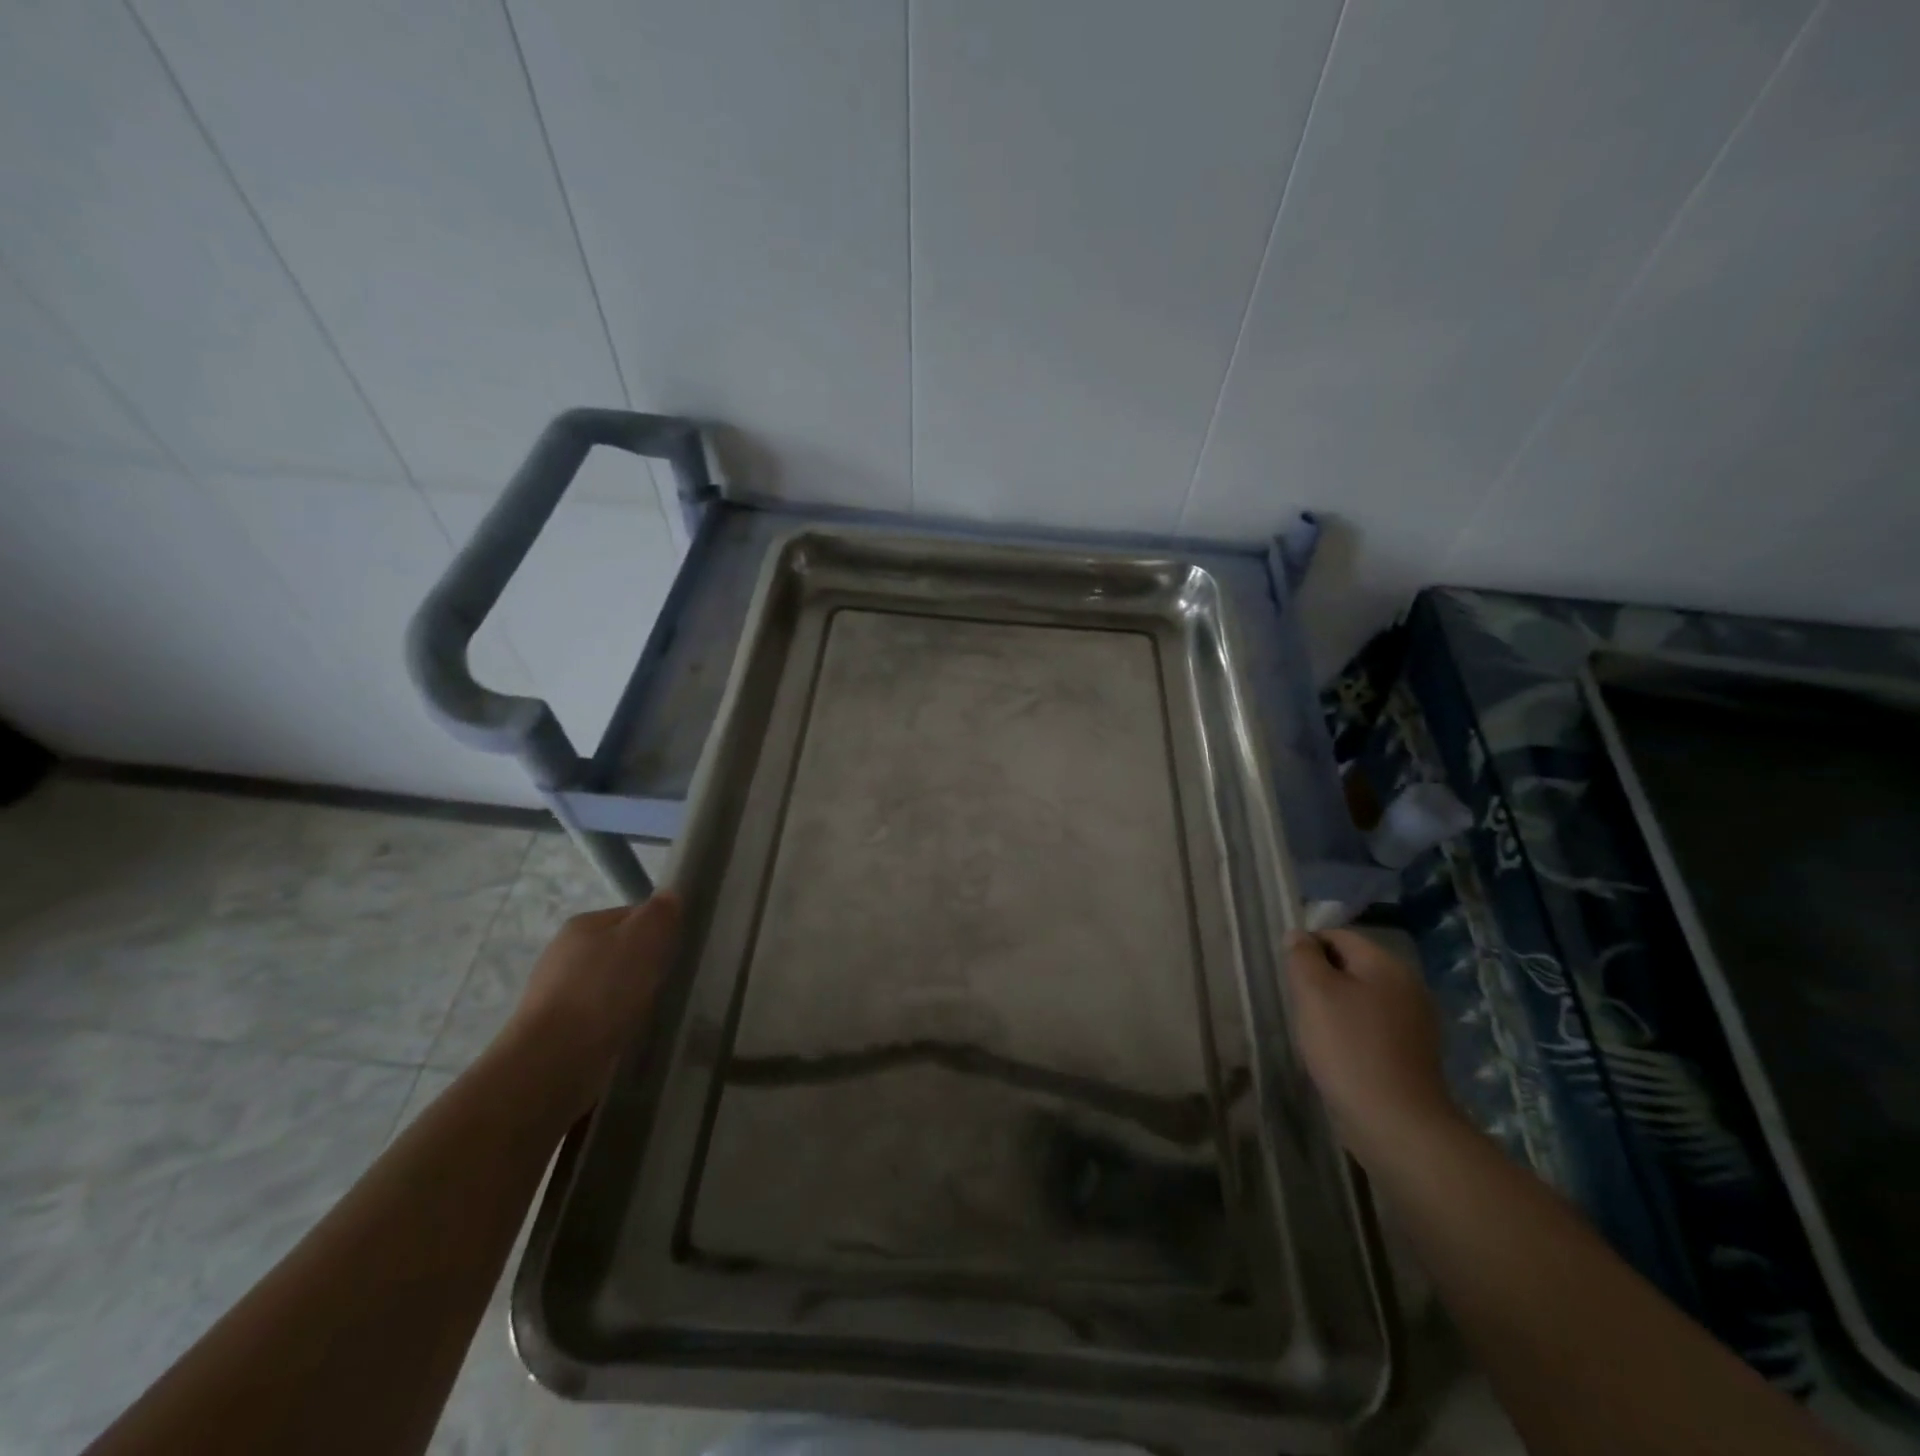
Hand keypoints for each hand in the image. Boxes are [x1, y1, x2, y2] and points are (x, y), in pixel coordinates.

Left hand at [505, 892, 682, 1115]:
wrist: (552, 1060)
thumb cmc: (603, 990)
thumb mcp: (644, 938)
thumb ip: (660, 912)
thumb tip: (669, 895)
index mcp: (583, 925)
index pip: (632, 915)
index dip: (658, 930)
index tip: (676, 951)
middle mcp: (563, 953)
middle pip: (619, 950)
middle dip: (643, 966)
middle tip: (668, 983)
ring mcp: (555, 994)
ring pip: (608, 986)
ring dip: (629, 997)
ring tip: (651, 1013)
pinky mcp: (554, 1030)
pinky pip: (597, 1018)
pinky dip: (614, 1023)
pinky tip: (627, 1034)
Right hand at [1284, 928, 1460, 1168]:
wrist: (1395, 1122)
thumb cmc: (1348, 1047)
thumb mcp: (1313, 991)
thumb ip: (1302, 956)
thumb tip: (1299, 936)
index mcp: (1387, 965)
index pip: (1339, 936)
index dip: (1308, 948)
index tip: (1289, 977)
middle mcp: (1408, 986)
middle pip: (1352, 966)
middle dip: (1321, 979)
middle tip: (1300, 1004)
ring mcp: (1415, 1022)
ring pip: (1362, 997)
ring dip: (1335, 1007)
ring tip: (1316, 1031)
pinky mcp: (1413, 1054)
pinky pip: (1373, 1026)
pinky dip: (1352, 1032)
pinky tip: (1338, 1053)